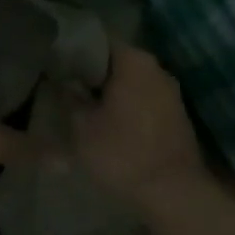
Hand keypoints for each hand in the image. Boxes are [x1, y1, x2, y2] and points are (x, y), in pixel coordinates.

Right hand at [71, 45, 207, 209]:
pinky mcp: (177, 115)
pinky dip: (126, 104)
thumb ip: (70, 98)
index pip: (99, 40)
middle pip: (117, 60)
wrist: (174, 193)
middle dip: (93, 72)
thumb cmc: (123, 153)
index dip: (75, 49)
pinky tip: (109, 121)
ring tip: (84, 104)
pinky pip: (144, 99)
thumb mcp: (82, 127)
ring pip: (131, 81)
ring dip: (110, 91)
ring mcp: (170, 92)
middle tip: (66, 84)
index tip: (57, 62)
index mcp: (134, 61)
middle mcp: (156, 68)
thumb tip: (64, 82)